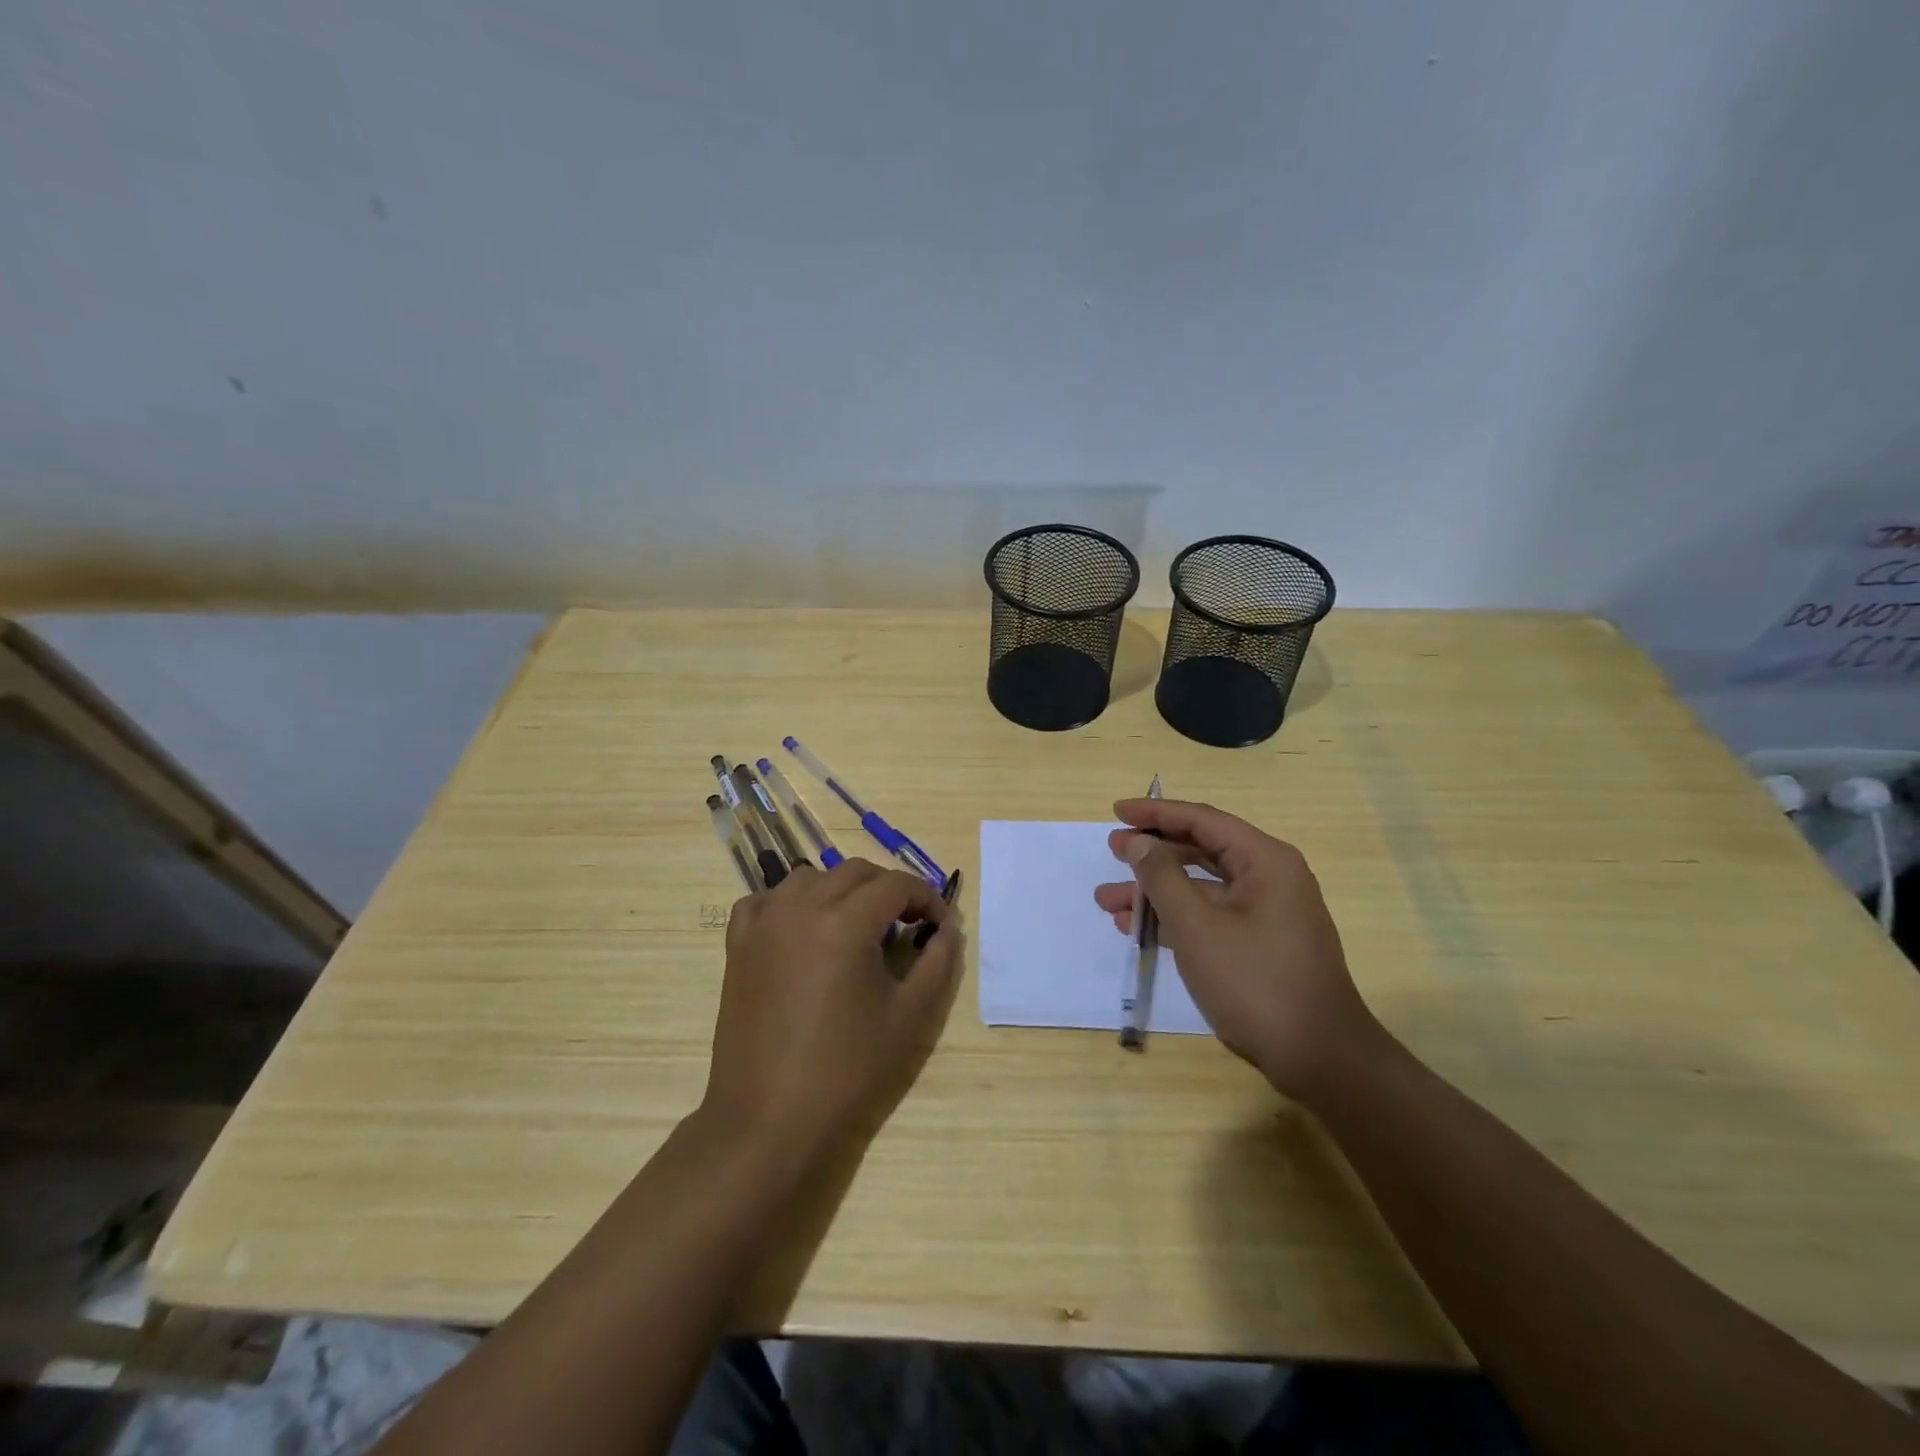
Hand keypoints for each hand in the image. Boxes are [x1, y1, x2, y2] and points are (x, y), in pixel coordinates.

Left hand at [704, 860, 960, 1158]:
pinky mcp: (738, 945)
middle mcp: (800, 907)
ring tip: (859, 928)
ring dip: (843, 891)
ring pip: (811, 878)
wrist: (769, 1120)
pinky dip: (792, 903)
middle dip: (889, 890)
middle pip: (855, 872)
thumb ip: (938, 962)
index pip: (896, 884)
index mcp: (844, 921)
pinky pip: (767, 900)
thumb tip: (948, 929)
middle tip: (908, 925)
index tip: (940, 926)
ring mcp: (764, 923)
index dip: (926, 898)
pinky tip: (804, 931)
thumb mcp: (910, 1017)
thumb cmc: (847, 1070)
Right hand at [1094, 798, 1381, 1103]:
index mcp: (1265, 861)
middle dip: (1152, 854)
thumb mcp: (1197, 926)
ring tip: (1108, 902)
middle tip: (1112, 852)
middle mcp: (1270, 877)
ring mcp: (1267, 913)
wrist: (1320, 1059)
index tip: (1116, 811)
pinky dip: (1176, 919)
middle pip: (1202, 850)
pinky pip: (1211, 916)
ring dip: (1156, 893)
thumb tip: (1138, 841)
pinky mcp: (1261, 944)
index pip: (1202, 820)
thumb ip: (1162, 877)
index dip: (1155, 813)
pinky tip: (1138, 930)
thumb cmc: (1255, 982)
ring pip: (1202, 888)